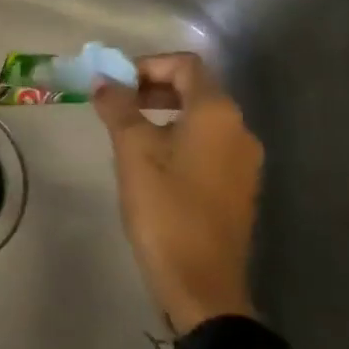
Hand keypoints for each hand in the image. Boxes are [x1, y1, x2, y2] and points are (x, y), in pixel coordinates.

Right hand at [91, 52, 262, 332]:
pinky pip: (209, 145)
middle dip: (154, 88)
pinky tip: (153, 163)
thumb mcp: (133, 153)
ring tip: (128, 133)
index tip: (115, 84)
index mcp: (218, 113)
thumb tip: (103, 80)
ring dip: (165, 114)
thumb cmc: (165, 210)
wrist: (202, 284)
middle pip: (197, 89)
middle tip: (117, 104)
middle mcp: (240, 129)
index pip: (186, 64)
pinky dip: (180, 139)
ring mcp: (244, 161)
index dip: (148, 65)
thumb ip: (118, 108)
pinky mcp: (239, 187)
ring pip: (202, 119)